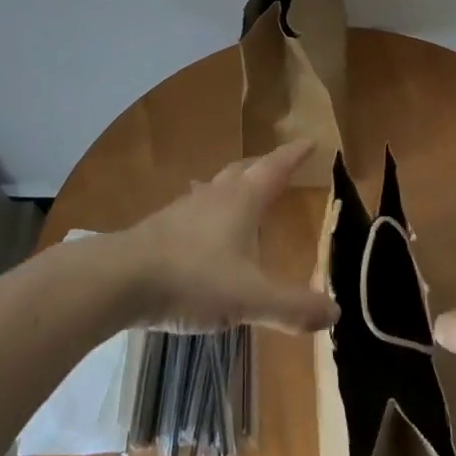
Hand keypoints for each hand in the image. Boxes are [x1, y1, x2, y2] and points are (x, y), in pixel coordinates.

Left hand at [111, 141, 338, 333]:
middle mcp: (215, 196)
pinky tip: (202, 230)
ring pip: (215, 187)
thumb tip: (335, 313)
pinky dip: (208, 211)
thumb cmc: (193, 279)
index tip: (309, 141)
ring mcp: (184, 209)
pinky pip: (193, 210)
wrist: (120, 280)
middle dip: (264, 166)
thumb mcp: (250, 298)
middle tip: (278, 166)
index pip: (275, 169)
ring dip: (233, 186)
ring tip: (241, 193)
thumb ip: (292, 307)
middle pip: (244, 170)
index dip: (294, 155)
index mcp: (242, 201)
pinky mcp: (160, 228)